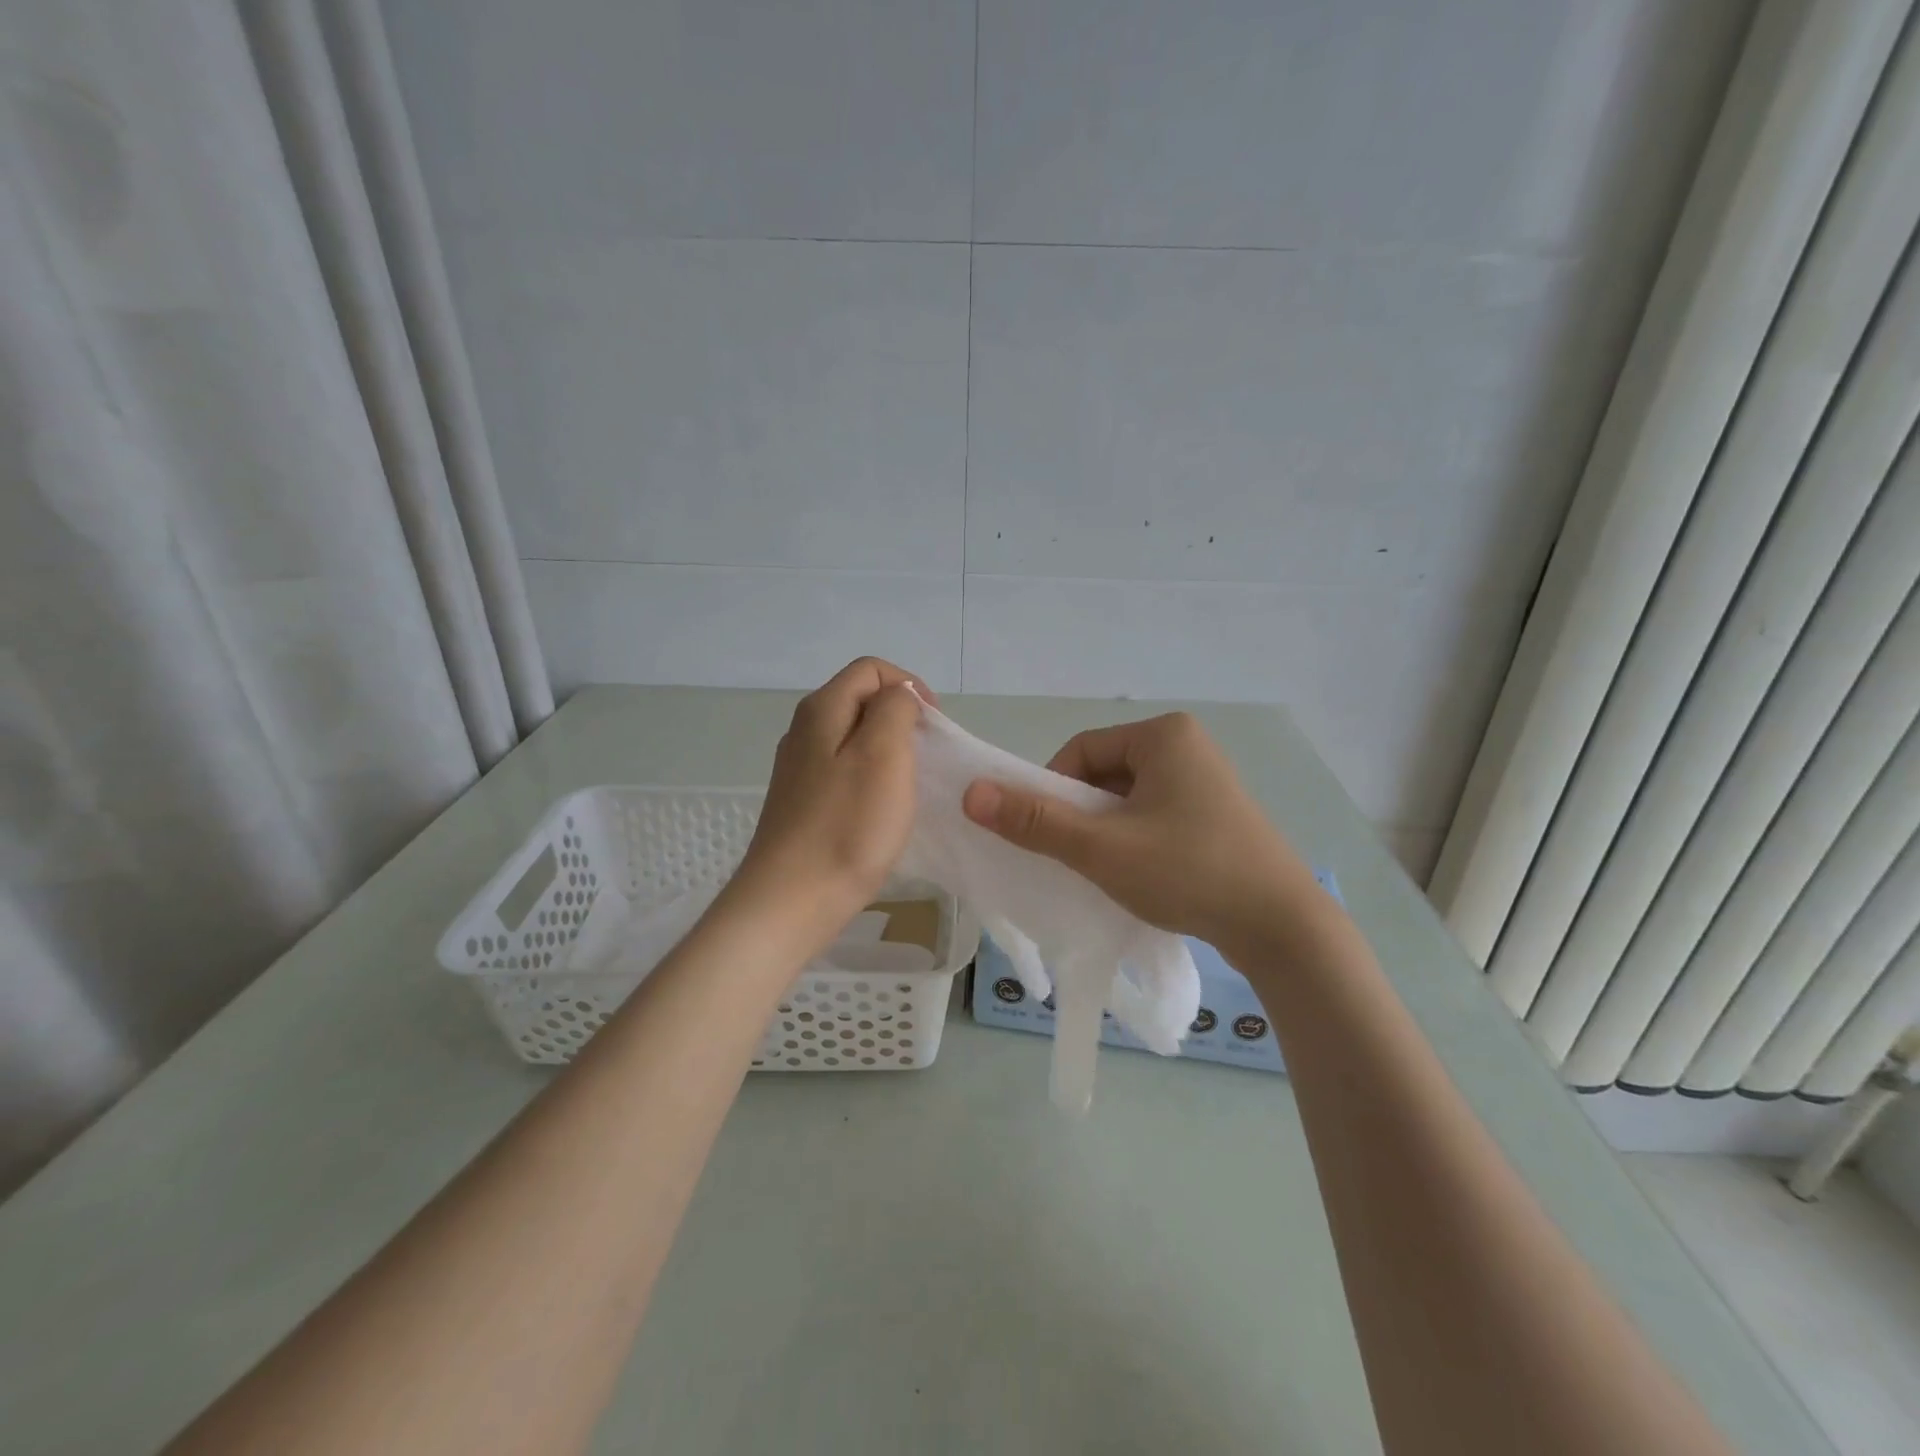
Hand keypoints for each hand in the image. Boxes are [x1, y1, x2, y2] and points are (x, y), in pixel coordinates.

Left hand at [730, 658, 925, 946]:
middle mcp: (804, 731)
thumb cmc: (847, 825)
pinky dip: (871, 779)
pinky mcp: (802, 802)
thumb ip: (895, 709)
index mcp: (822, 709)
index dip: (910, 686)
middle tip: (927, 757)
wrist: (792, 900)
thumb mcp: (884, 753)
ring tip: (910, 785)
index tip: (934, 727)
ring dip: (889, 751)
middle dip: (901, 719)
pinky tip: (881, 811)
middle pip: (861, 701)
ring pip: (854, 738)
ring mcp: (799, 769)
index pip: (871, 670)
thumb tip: (898, 697)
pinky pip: (844, 772)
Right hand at [961, 712, 1316, 953]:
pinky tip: (1142, 875)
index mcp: (1163, 734)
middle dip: (1082, 816)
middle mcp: (1188, 745)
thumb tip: (972, 793)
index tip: (1049, 835)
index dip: (1053, 791)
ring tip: (1110, 872)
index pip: (1081, 751)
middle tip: (1078, 858)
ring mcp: (1208, 780)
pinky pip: (1157, 815)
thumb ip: (1035, 820)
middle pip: (1104, 775)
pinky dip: (1136, 840)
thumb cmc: (1188, 871)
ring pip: (1129, 799)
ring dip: (1107, 832)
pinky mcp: (1218, 814)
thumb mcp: (1102, 848)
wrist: (1283, 926)